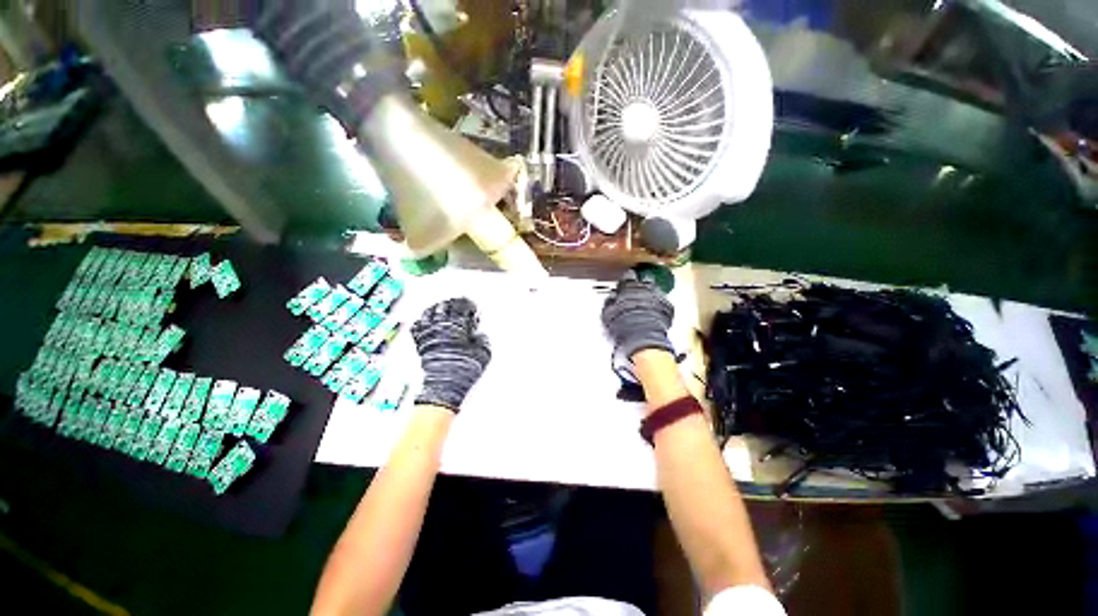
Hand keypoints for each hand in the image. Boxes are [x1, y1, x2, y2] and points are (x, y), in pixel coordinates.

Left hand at [412, 298, 490, 412]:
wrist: (445, 385)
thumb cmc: (463, 369)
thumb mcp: (483, 354)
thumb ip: (483, 340)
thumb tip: (480, 335)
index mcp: (457, 326)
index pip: (462, 307)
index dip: (468, 305)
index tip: (472, 307)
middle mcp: (441, 327)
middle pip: (444, 306)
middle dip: (453, 303)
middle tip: (459, 304)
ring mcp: (428, 334)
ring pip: (429, 312)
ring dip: (437, 308)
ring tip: (443, 308)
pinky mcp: (420, 343)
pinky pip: (417, 325)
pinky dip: (422, 320)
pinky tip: (426, 321)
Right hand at [601, 270, 674, 360]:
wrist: (642, 338)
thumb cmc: (623, 326)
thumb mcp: (608, 314)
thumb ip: (610, 302)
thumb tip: (612, 296)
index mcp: (628, 287)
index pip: (628, 276)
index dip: (627, 278)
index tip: (626, 281)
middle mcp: (645, 288)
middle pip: (645, 279)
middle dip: (642, 283)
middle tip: (638, 290)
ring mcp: (658, 296)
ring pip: (656, 289)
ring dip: (652, 293)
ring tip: (647, 301)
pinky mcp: (668, 307)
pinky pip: (665, 302)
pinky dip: (660, 305)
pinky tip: (656, 312)